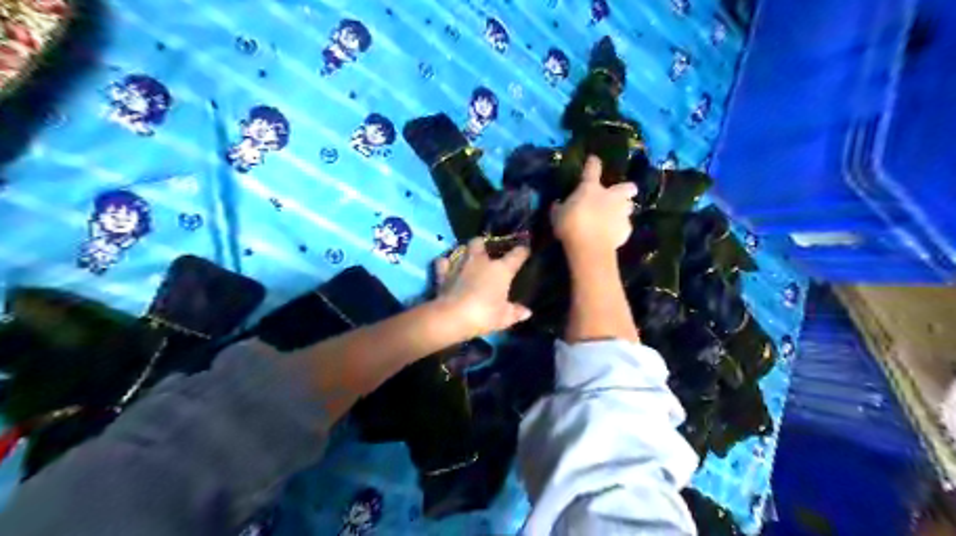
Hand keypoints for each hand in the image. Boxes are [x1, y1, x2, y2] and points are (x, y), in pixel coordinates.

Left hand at [433, 238, 529, 339]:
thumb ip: (515, 312)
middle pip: (481, 242)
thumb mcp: (504, 318)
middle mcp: (480, 261)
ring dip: (465, 252)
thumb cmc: (483, 315)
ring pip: (462, 248)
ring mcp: (460, 264)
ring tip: (468, 258)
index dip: (522, 251)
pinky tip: (448, 267)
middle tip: (486, 253)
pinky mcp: (443, 272)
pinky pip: (443, 262)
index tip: (525, 251)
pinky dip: (446, 263)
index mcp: (501, 269)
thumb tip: (527, 312)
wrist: (451, 317)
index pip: (516, 255)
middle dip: (483, 244)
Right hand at [549, 155, 635, 258]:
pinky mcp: (626, 230)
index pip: (593, 169)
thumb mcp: (557, 216)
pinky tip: (613, 234)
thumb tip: (557, 204)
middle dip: (627, 189)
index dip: (593, 163)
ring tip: (616, 217)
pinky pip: (625, 226)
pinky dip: (620, 229)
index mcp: (591, 188)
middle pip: (627, 187)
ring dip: (624, 209)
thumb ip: (559, 208)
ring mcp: (621, 213)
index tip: (593, 159)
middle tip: (621, 194)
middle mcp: (611, 196)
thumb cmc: (571, 226)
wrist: (590, 247)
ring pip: (629, 207)